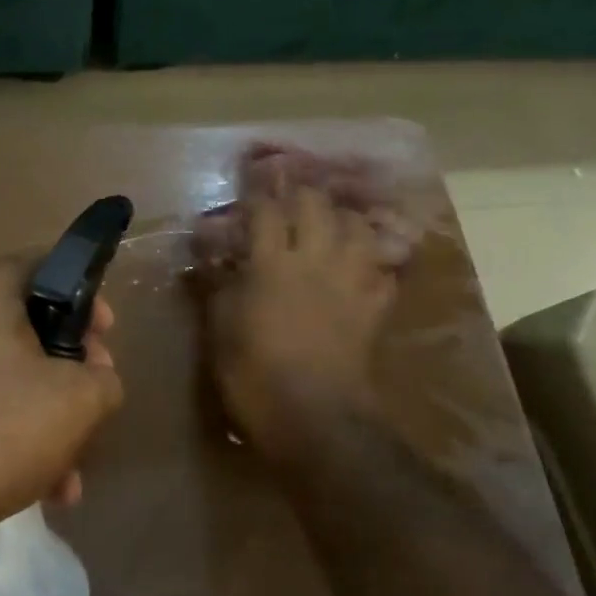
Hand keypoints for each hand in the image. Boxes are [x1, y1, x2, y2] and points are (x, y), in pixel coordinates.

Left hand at [0, 261, 123, 553]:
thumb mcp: (78, 400)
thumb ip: (105, 380)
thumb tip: (96, 382)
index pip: (46, 265)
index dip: (87, 294)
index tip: (108, 335)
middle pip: (34, 332)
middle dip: (75, 374)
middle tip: (96, 404)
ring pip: (14, 384)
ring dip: (52, 423)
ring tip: (72, 476)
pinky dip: (19, 446)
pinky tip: (45, 493)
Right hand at [204, 187, 396, 459]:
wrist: (315, 418)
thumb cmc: (255, 375)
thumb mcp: (220, 331)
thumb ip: (217, 288)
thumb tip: (211, 260)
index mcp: (271, 263)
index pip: (266, 210)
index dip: (258, 190)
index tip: (253, 177)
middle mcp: (315, 259)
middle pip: (316, 206)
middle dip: (302, 193)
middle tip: (292, 194)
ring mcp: (351, 281)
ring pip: (357, 228)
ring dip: (342, 218)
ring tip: (331, 221)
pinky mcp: (375, 306)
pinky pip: (383, 270)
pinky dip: (374, 261)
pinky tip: (364, 264)